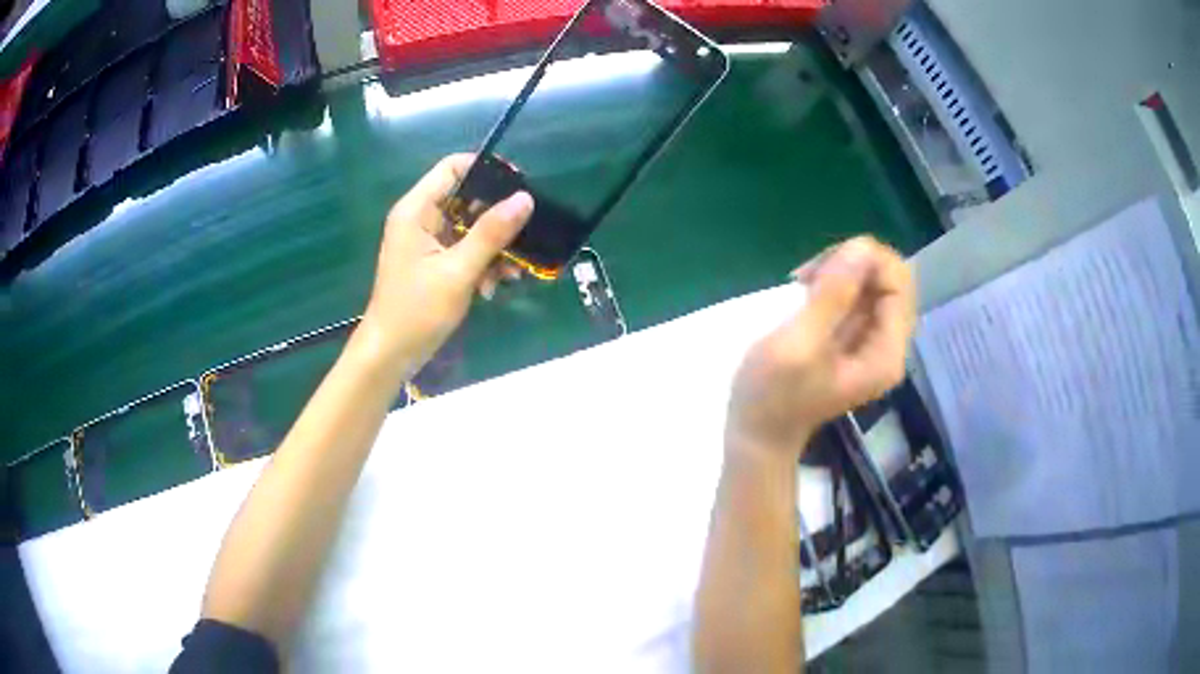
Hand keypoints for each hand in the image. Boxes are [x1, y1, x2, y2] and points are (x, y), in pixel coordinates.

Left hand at [358, 154, 533, 376]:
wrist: (391, 354)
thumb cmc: (417, 311)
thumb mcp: (458, 271)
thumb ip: (491, 233)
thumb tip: (525, 199)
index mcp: (417, 210)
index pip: (453, 167)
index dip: (486, 169)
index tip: (520, 185)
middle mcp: (421, 218)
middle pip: (466, 197)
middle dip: (497, 216)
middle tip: (526, 232)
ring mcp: (427, 241)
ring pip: (470, 226)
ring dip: (494, 246)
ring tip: (512, 271)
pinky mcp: (434, 262)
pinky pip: (465, 249)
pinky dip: (482, 262)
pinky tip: (494, 286)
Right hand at [726, 236, 915, 458]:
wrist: (757, 434)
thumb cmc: (773, 395)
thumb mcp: (799, 344)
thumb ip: (832, 296)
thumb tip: (861, 246)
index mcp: (885, 353)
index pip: (900, 284)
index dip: (869, 261)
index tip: (824, 265)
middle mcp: (888, 344)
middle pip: (890, 279)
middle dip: (853, 263)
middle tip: (809, 274)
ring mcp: (871, 340)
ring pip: (873, 281)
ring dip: (841, 270)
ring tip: (803, 281)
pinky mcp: (852, 337)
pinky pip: (857, 293)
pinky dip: (834, 281)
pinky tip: (806, 289)